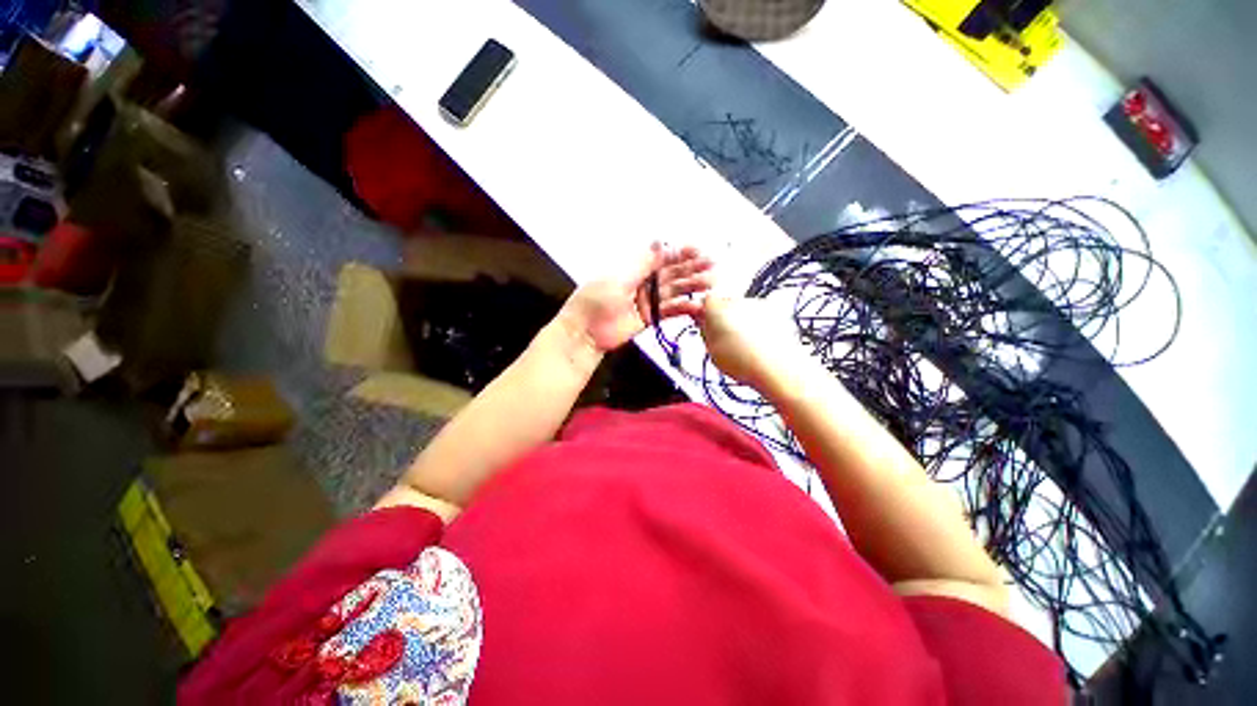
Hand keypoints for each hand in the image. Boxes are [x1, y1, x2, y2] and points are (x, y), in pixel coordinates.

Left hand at [560, 243, 712, 352]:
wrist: (586, 332)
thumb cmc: (597, 300)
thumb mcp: (619, 277)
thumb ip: (643, 263)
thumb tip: (661, 242)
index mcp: (634, 267)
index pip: (661, 257)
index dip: (679, 253)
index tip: (698, 251)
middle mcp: (643, 281)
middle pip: (671, 273)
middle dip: (691, 268)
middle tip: (712, 266)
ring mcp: (648, 300)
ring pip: (674, 291)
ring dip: (692, 286)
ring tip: (711, 283)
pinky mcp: (651, 317)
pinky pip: (670, 311)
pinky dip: (684, 308)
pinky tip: (698, 306)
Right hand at [698, 296, 807, 395]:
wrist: (777, 368)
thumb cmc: (744, 362)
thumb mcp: (711, 349)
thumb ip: (704, 329)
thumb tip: (700, 320)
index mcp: (717, 308)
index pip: (706, 301)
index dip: (706, 313)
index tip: (706, 325)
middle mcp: (738, 301)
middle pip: (726, 304)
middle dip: (725, 317)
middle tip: (725, 339)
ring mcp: (759, 305)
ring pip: (745, 309)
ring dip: (742, 321)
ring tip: (744, 346)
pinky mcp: (776, 312)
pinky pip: (762, 315)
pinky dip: (759, 325)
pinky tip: (759, 344)